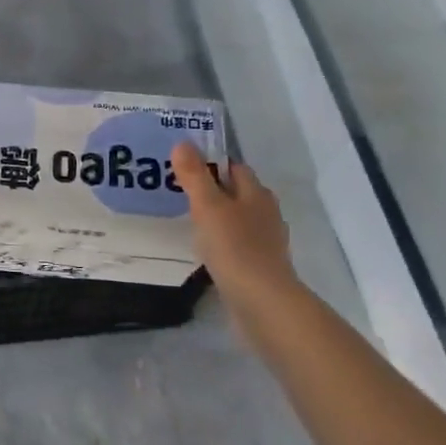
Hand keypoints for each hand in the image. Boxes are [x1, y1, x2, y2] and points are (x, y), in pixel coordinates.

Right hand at [171, 142, 297, 303]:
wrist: (261, 302)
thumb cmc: (234, 247)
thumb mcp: (207, 207)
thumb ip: (195, 176)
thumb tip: (183, 142)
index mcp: (256, 194)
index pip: (234, 168)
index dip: (212, 164)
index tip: (185, 168)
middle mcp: (266, 213)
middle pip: (237, 194)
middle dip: (213, 191)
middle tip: (180, 194)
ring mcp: (265, 242)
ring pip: (238, 220)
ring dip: (217, 219)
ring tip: (188, 222)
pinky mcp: (260, 266)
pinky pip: (237, 245)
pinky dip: (222, 243)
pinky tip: (205, 251)